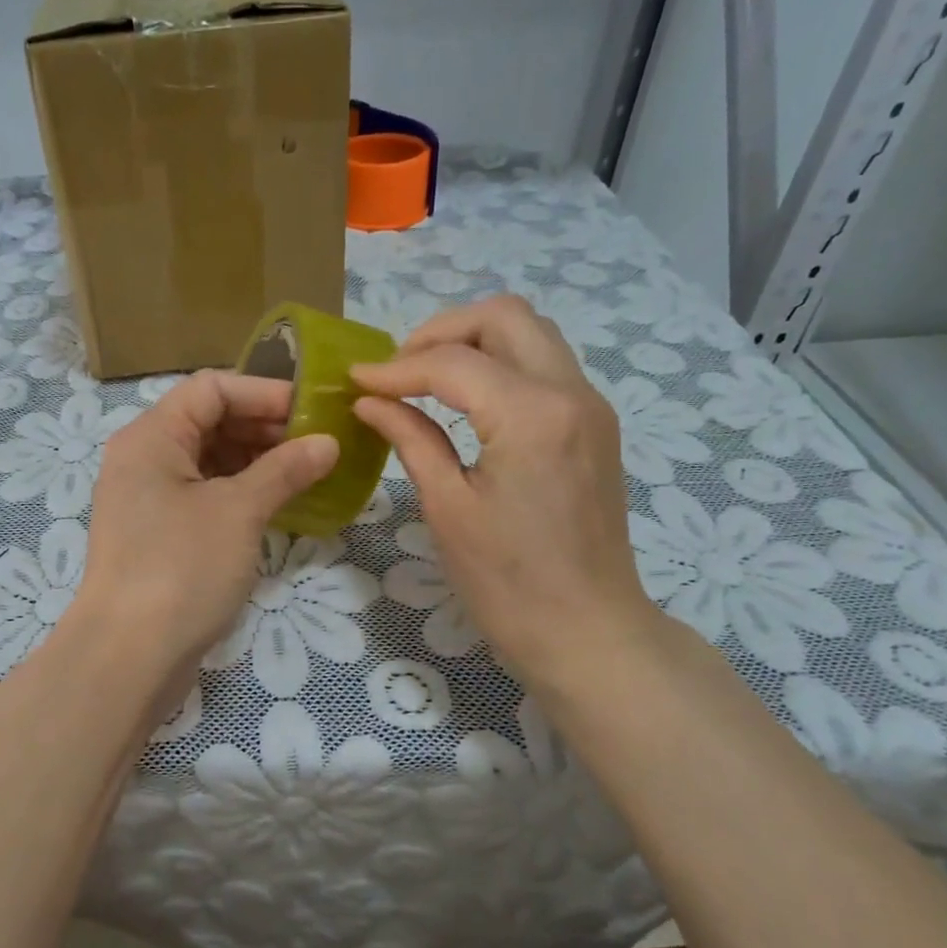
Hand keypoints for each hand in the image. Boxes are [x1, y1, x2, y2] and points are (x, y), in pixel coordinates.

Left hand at [73, 369, 337, 670]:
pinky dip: (239, 493)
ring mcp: (147, 499)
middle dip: (264, 428)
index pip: (211, 388)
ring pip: (208, 461)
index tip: (313, 412)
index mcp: (151, 436)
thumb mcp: (239, 512)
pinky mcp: (157, 534)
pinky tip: (277, 505)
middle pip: (208, 421)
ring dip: (256, 462)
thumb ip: (284, 470)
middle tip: (317, 446)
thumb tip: (327, 443)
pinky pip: (203, 496)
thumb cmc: (181, 569)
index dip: (264, 393)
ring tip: (306, 474)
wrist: (128, 656)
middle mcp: (143, 458)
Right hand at [350, 295, 659, 694]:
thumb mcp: (447, 508)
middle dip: (441, 331)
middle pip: (505, 316)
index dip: (395, 368)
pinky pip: (543, 366)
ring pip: (530, 333)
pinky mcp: (593, 425)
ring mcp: (590, 405)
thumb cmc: (507, 582)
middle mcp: (571, 392)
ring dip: (473, 342)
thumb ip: (411, 439)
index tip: (354, 380)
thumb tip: (371, 401)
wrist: (587, 631)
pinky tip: (463, 400)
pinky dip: (499, 364)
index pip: (452, 363)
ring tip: (424, 379)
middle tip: (398, 369)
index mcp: (532, 415)